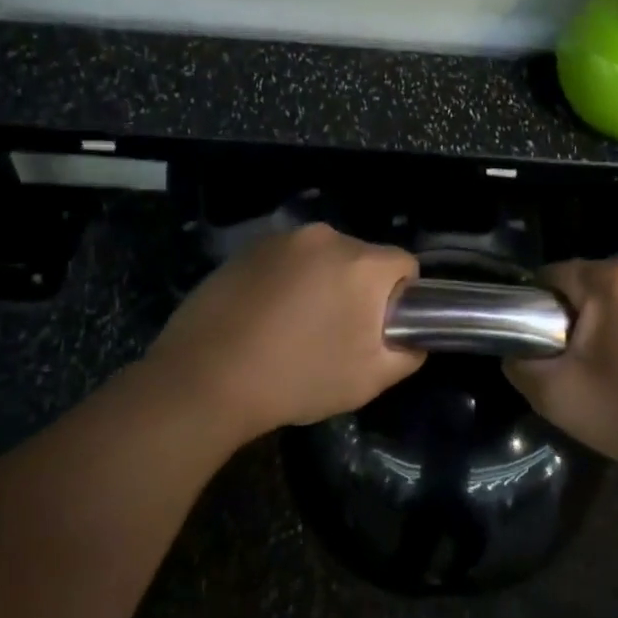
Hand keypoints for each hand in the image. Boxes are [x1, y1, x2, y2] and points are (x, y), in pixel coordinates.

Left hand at [145, 224, 423, 443]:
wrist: (204, 379)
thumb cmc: (297, 379)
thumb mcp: (368, 380)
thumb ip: (407, 354)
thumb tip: (413, 339)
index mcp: (361, 263)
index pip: (404, 265)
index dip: (400, 297)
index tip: (378, 329)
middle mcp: (325, 237)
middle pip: (362, 259)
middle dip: (358, 290)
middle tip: (336, 334)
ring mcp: (281, 239)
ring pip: (322, 258)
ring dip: (321, 283)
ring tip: (295, 328)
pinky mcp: (247, 249)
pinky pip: (286, 260)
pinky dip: (286, 281)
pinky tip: (265, 318)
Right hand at [507, 258, 617, 475]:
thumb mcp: (558, 397)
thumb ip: (520, 364)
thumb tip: (515, 348)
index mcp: (614, 278)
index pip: (551, 276)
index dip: (536, 311)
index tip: (543, 348)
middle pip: (585, 282)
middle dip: (572, 316)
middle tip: (576, 364)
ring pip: (615, 292)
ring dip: (603, 321)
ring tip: (609, 366)